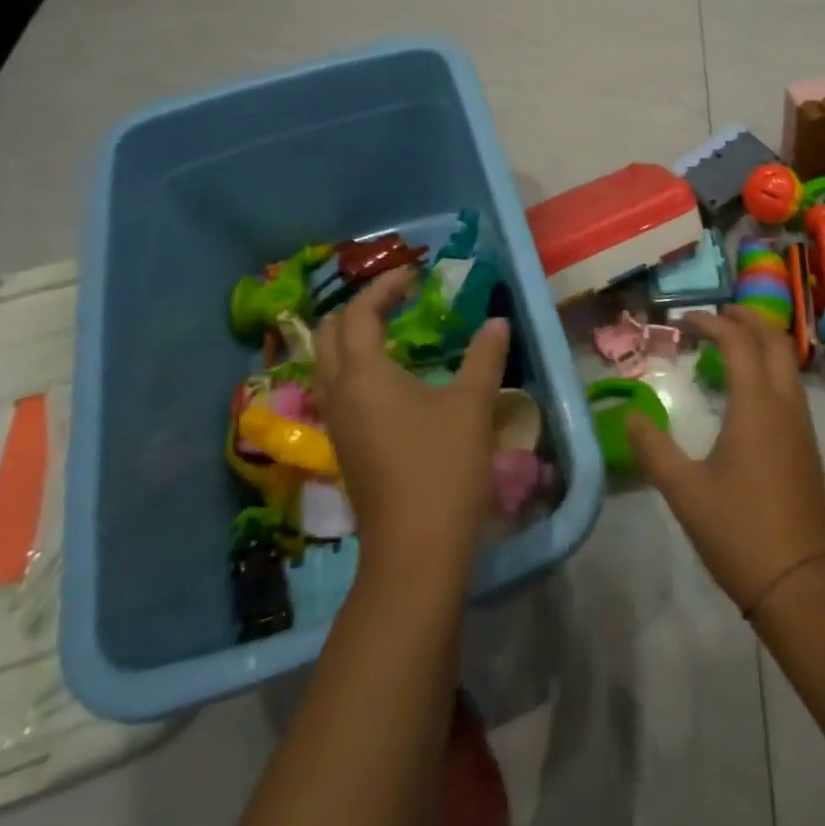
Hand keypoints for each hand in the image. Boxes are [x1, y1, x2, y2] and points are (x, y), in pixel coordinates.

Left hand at [314, 270, 510, 573]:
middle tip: (395, 298)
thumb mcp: (472, 404)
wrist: (416, 550)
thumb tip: (496, 322)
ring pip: (327, 364)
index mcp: (364, 374)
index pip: (359, 314)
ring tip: (391, 330)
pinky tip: (389, 378)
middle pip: (329, 335)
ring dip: (352, 338)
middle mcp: (339, 393)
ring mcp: (337, 424)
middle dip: (358, 308)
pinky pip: (337, 390)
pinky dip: (355, 367)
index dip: (384, 288)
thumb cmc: (443, 467)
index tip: (414, 275)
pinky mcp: (345, 448)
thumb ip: (484, 356)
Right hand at [627, 306, 824, 612]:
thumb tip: (629, 414)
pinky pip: (790, 386)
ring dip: (760, 342)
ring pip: (786, 362)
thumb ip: (653, 447)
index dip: (711, 323)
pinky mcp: (807, 445)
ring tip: (728, 345)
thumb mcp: (683, 490)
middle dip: (745, 319)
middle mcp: (785, 404)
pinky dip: (768, 368)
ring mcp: (801, 424)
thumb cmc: (739, 531)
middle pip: (773, 340)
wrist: (801, 583)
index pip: (738, 342)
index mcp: (756, 405)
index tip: (683, 321)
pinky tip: (746, 390)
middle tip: (714, 317)